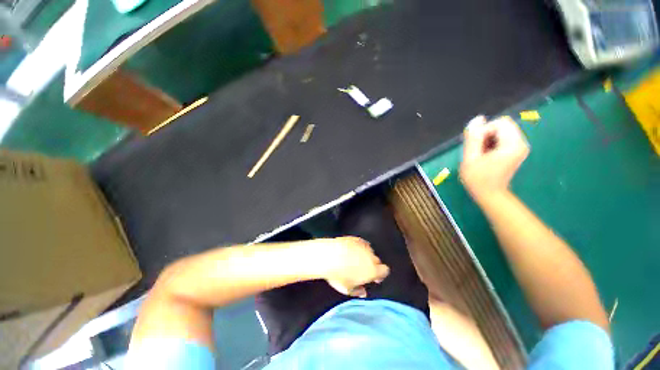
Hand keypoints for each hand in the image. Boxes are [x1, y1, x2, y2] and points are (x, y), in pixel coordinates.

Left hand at [314, 237, 389, 297]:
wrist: (328, 256)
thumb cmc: (338, 275)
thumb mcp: (347, 290)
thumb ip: (358, 291)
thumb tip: (362, 292)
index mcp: (372, 270)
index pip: (384, 271)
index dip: (380, 274)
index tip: (374, 277)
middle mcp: (370, 256)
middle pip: (377, 260)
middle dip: (372, 265)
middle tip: (363, 269)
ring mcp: (363, 246)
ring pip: (369, 251)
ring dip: (365, 255)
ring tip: (355, 259)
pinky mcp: (355, 238)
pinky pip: (361, 243)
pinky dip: (359, 247)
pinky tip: (351, 250)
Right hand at [460, 116, 529, 202]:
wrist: (489, 194)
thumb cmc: (478, 178)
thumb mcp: (470, 158)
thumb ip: (473, 138)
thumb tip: (478, 119)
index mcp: (512, 145)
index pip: (499, 123)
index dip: (483, 131)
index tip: (476, 147)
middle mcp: (521, 143)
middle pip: (502, 125)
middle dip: (486, 134)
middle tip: (478, 150)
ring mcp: (520, 146)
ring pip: (502, 130)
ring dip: (488, 138)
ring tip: (481, 153)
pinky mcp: (516, 150)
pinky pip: (503, 137)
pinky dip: (492, 142)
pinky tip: (486, 154)